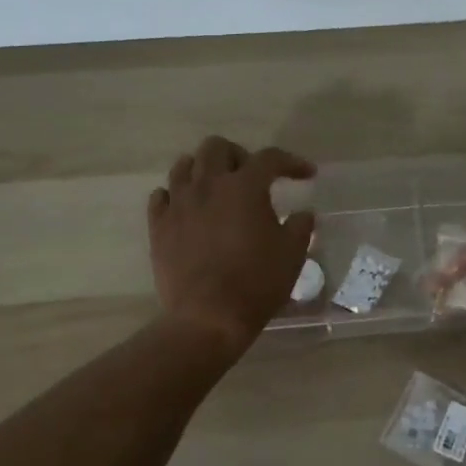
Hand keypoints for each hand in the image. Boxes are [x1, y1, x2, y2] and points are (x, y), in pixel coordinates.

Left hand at [148, 138, 316, 351]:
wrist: (207, 317)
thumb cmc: (256, 283)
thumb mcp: (292, 254)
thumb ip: (300, 226)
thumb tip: (303, 213)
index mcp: (244, 187)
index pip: (270, 158)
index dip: (291, 162)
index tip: (306, 175)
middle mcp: (208, 185)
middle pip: (216, 148)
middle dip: (238, 155)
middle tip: (252, 176)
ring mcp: (178, 204)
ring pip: (183, 165)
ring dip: (203, 169)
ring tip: (216, 187)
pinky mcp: (158, 226)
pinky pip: (161, 196)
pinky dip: (176, 195)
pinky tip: (187, 209)